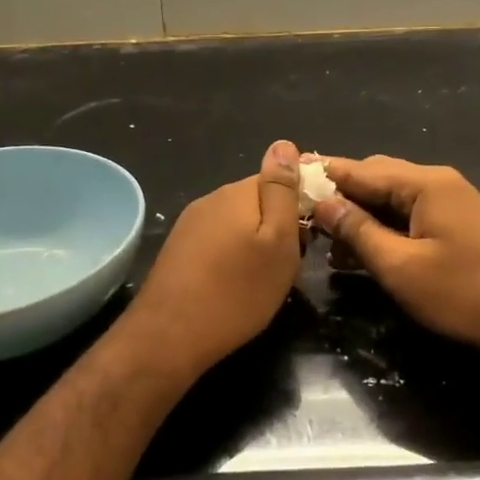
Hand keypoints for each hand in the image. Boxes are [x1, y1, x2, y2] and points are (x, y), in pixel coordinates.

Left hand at [122, 139, 305, 379]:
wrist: (170, 336)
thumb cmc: (238, 291)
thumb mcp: (277, 242)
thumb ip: (282, 191)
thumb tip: (284, 143)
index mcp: (238, 192)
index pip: (280, 179)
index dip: (300, 205)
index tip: (308, 238)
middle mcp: (211, 199)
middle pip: (257, 202)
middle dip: (277, 226)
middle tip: (288, 265)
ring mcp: (190, 224)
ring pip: (236, 223)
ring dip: (254, 243)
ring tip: (262, 279)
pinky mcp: (179, 249)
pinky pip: (217, 242)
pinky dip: (231, 258)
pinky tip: (233, 285)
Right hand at [313, 156, 479, 367]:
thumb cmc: (463, 293)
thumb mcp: (400, 266)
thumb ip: (357, 231)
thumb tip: (321, 203)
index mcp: (424, 183)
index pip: (359, 170)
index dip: (322, 176)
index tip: (287, 179)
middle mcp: (438, 182)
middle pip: (376, 178)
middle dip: (340, 195)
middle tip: (303, 214)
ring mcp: (452, 203)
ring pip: (393, 198)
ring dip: (360, 214)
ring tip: (324, 238)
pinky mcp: (459, 225)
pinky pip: (410, 215)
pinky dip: (384, 227)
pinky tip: (360, 249)